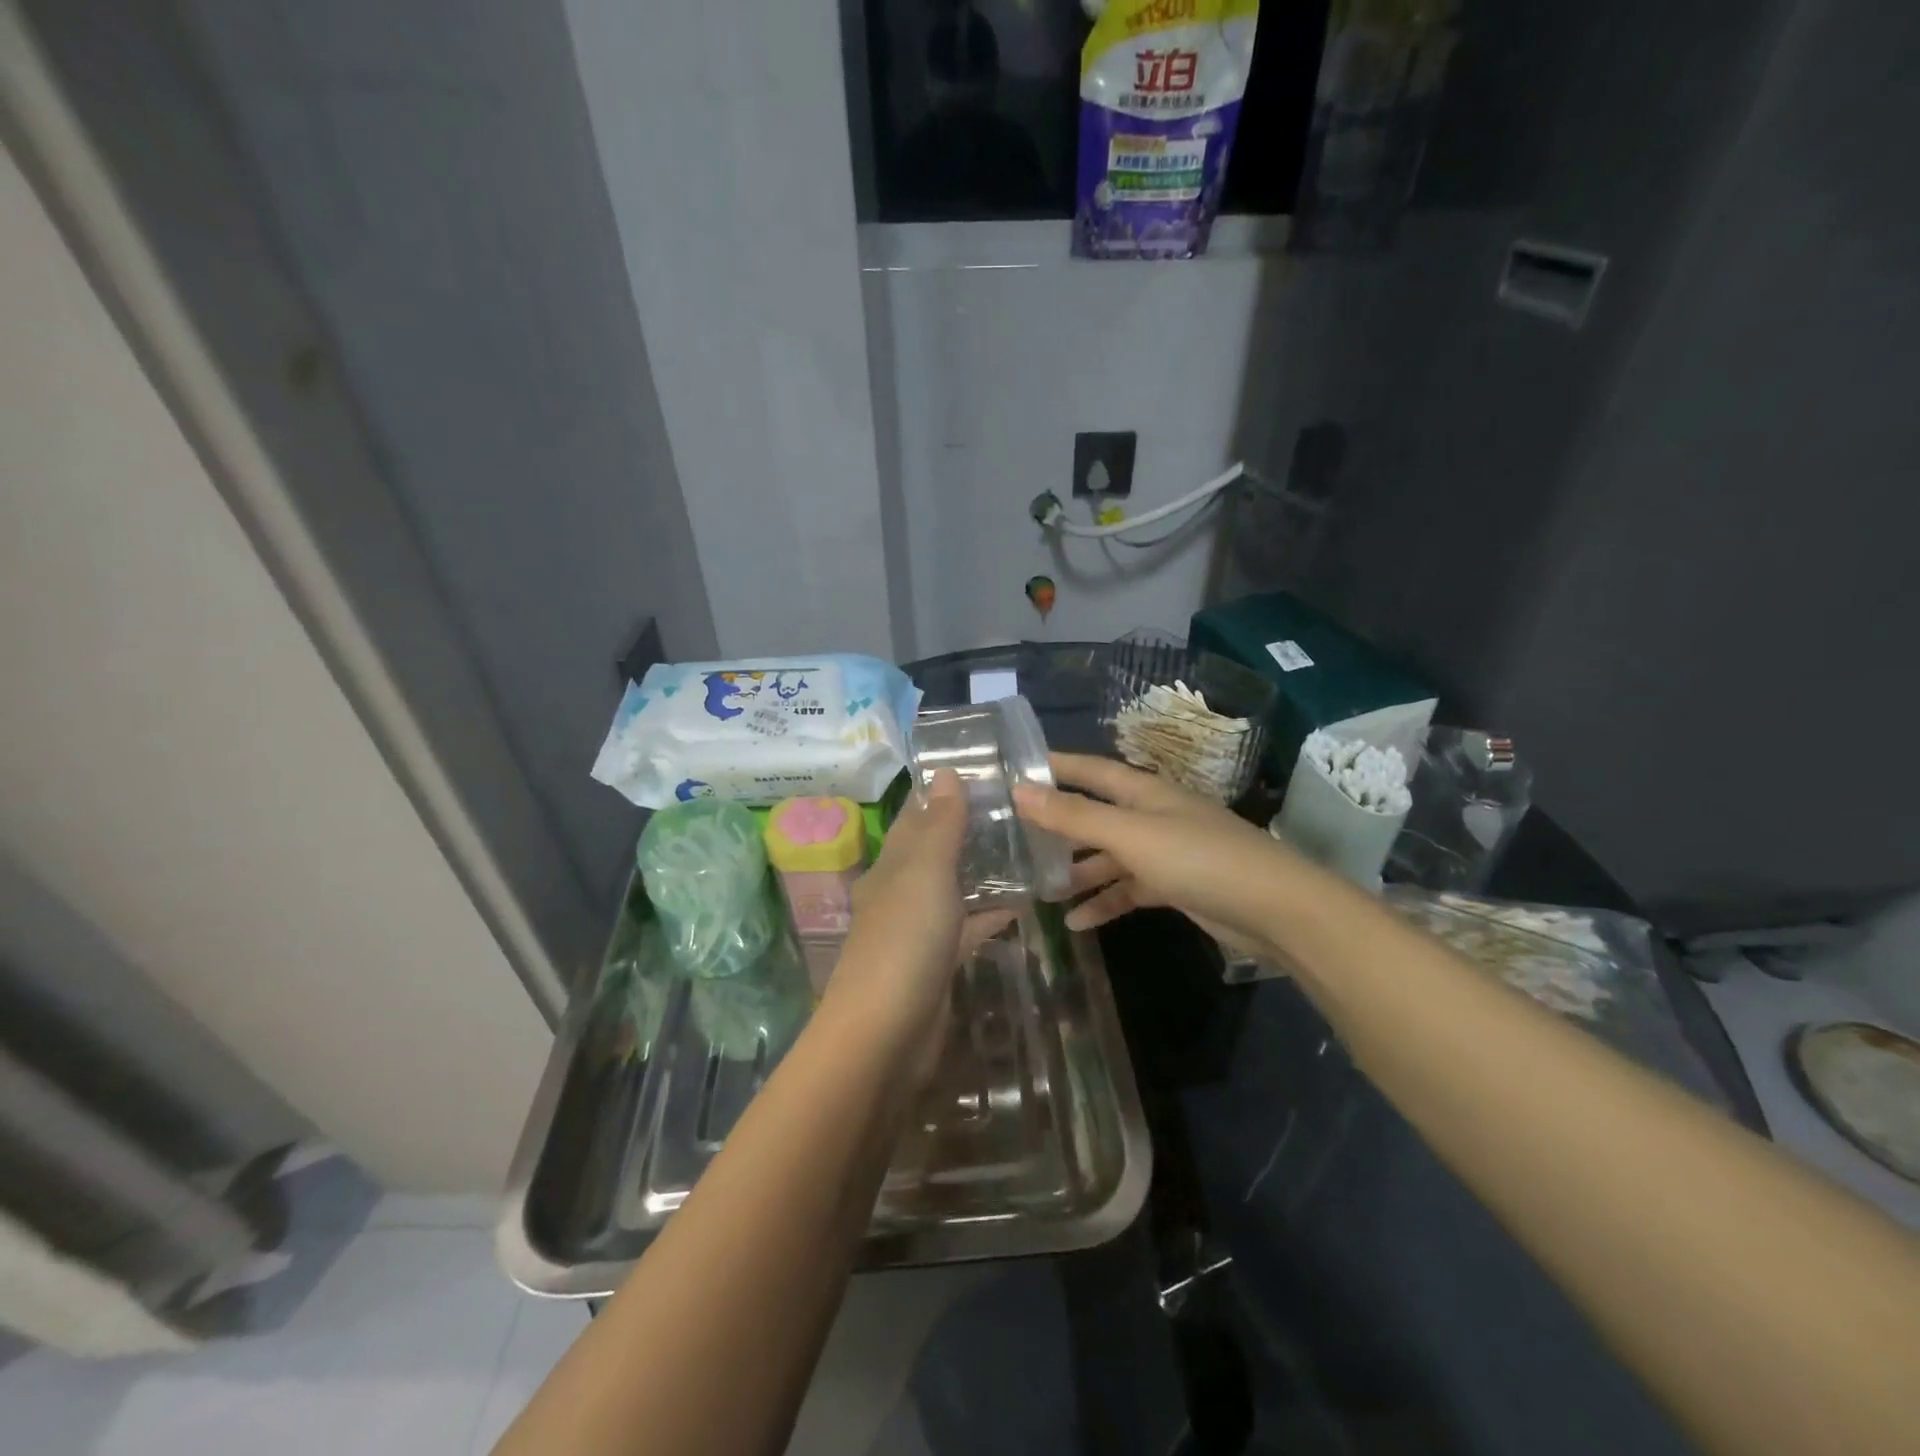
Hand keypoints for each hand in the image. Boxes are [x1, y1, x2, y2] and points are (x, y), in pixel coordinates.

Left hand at [824, 770, 1013, 1054]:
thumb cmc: (904, 941)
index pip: (916, 815)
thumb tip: (945, 772)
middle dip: (971, 828)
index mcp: (892, 864)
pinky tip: (1024, 901)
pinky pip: (969, 926)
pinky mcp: (939, 963)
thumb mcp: (924, 872)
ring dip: (985, 869)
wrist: (886, 1035)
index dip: (942, 792)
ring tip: (1030, 845)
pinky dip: (992, 912)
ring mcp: (920, 929)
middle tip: (1020, 806)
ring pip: (955, 887)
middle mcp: (902, 890)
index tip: (982, 768)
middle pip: (937, 850)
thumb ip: (940, 824)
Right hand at [1013, 753, 1287, 947]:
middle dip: (1058, 825)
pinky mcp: (1174, 885)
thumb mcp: (1130, 835)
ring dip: (1078, 872)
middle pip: (1096, 815)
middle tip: (1014, 836)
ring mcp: (1164, 851)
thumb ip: (1075, 816)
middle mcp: (1151, 815)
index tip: (1014, 769)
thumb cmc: (1198, 858)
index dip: (1055, 767)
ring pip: (1109, 856)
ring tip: (1038, 888)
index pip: (1090, 770)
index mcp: (1143, 791)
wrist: (1274, 909)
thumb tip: (1019, 790)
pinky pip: (1129, 889)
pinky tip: (1077, 922)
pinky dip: (1105, 902)